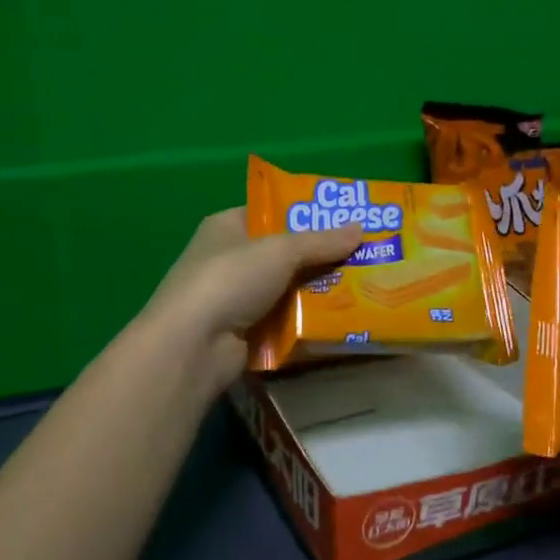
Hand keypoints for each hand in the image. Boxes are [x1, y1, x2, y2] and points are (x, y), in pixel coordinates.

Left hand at [141, 208, 365, 388]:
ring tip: (365, 286)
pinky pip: (286, 321)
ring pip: (289, 289)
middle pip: (285, 254)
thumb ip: (321, 241)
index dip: (307, 214)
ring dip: (320, 291)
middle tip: (366, 254)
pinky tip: (344, 319)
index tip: (345, 219)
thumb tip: (360, 228)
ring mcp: (236, 299)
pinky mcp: (246, 334)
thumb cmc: (230, 280)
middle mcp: (230, 259)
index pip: (272, 212)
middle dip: (322, 256)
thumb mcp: (280, 250)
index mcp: (228, 226)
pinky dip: (309, 321)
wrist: (193, 346)